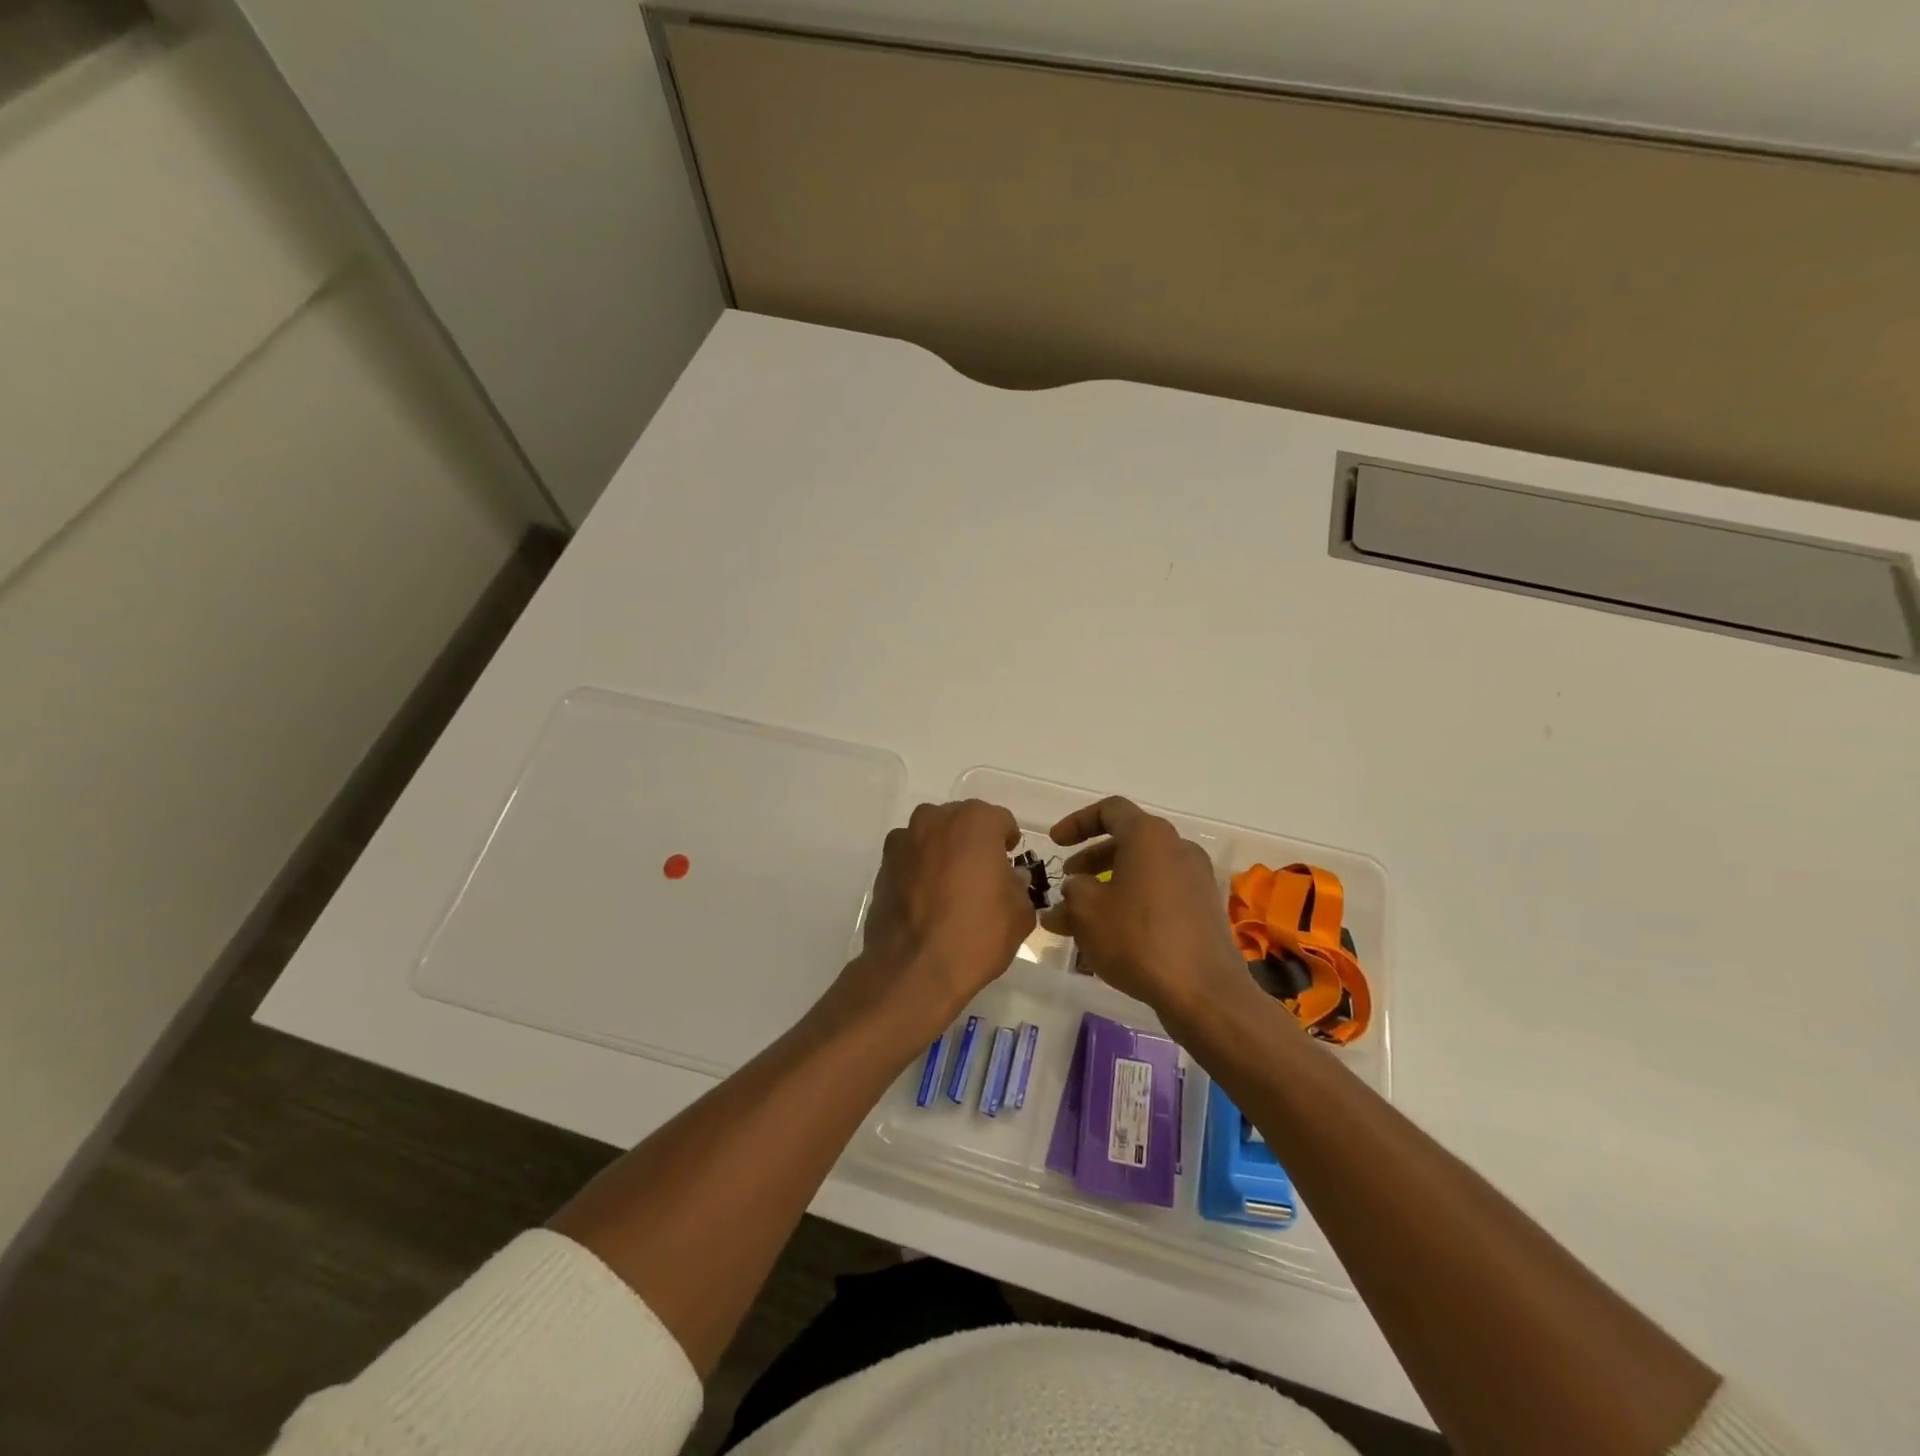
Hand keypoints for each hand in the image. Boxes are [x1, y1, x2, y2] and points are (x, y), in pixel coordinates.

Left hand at [825, 800, 1034, 1048]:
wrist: (914, 970)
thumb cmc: (976, 935)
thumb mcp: (1020, 913)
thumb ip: (1018, 885)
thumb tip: (1008, 878)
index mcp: (975, 822)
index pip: (1001, 821)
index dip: (1008, 843)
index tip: (1009, 864)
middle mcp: (935, 820)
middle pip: (963, 822)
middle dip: (974, 842)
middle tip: (982, 876)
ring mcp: (904, 840)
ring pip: (933, 836)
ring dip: (944, 851)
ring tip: (951, 888)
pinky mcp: (883, 865)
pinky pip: (910, 857)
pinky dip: (920, 869)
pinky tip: (926, 900)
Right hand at [1041, 796, 1250, 1033]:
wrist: (1203, 991)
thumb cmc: (1137, 939)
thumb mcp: (1086, 911)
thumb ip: (1072, 891)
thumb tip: (1075, 889)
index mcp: (1149, 836)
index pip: (1110, 810)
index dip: (1077, 822)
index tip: (1055, 842)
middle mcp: (1177, 848)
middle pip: (1128, 840)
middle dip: (1092, 858)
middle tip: (1069, 880)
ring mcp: (1196, 879)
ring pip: (1144, 870)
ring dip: (1110, 884)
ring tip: (1083, 914)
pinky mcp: (1205, 909)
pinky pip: (1161, 893)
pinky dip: (1134, 901)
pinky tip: (1113, 933)